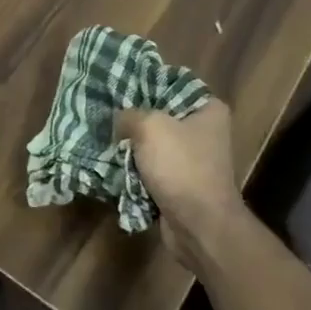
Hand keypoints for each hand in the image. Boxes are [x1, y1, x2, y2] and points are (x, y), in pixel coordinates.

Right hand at [115, 100, 244, 268]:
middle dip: (132, 117)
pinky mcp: (181, 183)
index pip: (171, 84)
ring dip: (130, 145)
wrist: (199, 226)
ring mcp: (193, 159)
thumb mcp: (149, 127)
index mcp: (207, 109)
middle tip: (104, 111)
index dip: (143, 83)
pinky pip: (151, 167)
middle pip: (160, 114)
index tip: (116, 85)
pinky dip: (134, 168)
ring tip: (102, 136)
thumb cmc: (181, 167)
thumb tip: (118, 120)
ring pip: (152, 143)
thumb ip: (128, 114)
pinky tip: (111, 162)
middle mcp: (204, 131)